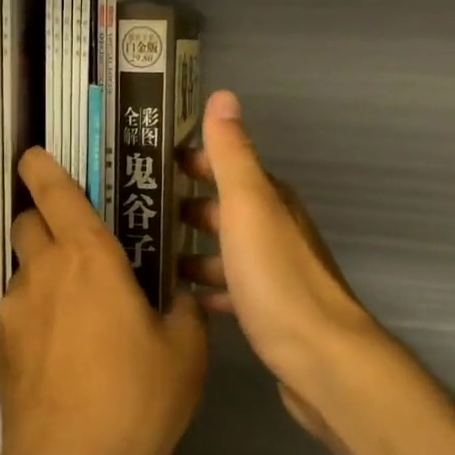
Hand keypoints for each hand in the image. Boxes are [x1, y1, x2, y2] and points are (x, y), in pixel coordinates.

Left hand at [0, 146, 208, 454]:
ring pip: (25, 271)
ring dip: (47, 273)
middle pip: (29, 224)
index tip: (34, 154)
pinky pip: (23, 313)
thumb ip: (184, 313)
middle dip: (45, 219)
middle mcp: (43, 274)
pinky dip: (41, 315)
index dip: (42, 167)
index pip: (55, 194)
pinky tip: (67, 353)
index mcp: (88, 259)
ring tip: (82, 309)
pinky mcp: (2, 349)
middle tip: (80, 241)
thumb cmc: (135, 401)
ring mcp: (16, 312)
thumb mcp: (185, 354)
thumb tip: (180, 301)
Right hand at [178, 91, 387, 440]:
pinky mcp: (268, 311)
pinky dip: (206, 288)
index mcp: (269, 201)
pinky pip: (229, 290)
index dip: (191, 162)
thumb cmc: (276, 277)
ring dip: (192, 250)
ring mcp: (272, 273)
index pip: (226, 167)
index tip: (148, 163)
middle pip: (223, 210)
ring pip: (225, 251)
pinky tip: (181, 299)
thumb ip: (232, 154)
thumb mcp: (248, 206)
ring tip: (147, 256)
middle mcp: (274, 231)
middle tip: (135, 212)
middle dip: (184, 207)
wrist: (320, 358)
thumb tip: (223, 96)